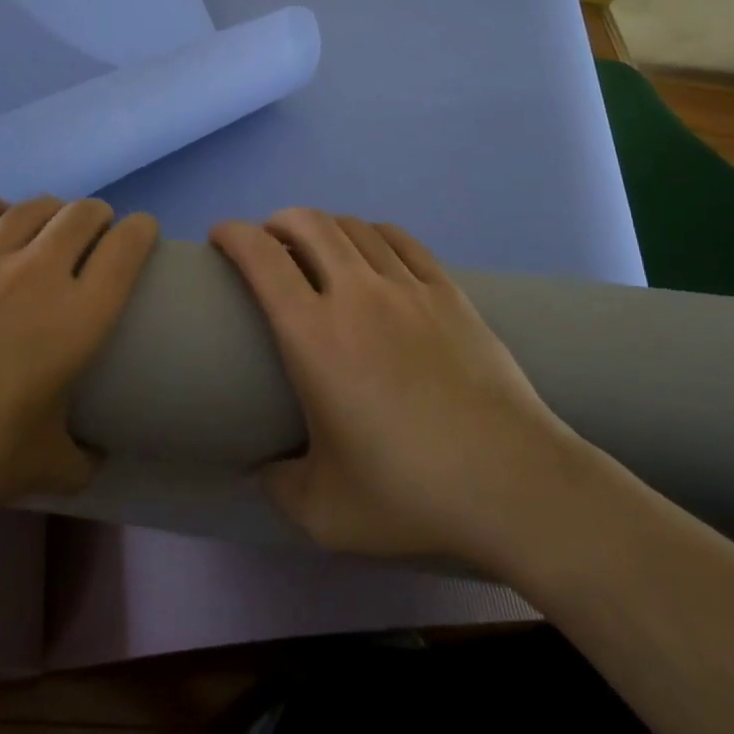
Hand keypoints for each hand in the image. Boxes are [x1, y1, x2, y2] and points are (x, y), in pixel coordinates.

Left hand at [0, 194, 157, 528]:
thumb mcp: (42, 469)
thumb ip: (81, 460)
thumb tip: (95, 456)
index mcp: (76, 318)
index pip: (126, 249)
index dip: (141, 231)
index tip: (141, 234)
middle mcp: (38, 273)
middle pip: (83, 214)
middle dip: (98, 217)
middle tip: (95, 236)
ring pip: (34, 206)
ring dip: (52, 210)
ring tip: (49, 228)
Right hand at [211, 209, 578, 566]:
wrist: (514, 485)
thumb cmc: (409, 494)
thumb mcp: (324, 512)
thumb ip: (278, 486)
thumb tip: (261, 468)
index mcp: (313, 335)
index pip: (261, 257)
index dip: (233, 234)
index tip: (219, 236)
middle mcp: (356, 295)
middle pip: (308, 224)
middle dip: (276, 221)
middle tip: (267, 245)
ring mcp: (408, 288)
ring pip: (354, 227)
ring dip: (323, 226)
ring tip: (316, 247)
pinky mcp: (449, 292)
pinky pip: (401, 241)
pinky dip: (372, 233)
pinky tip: (371, 249)